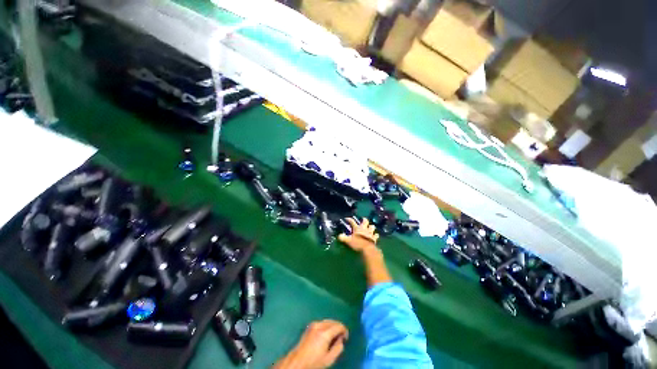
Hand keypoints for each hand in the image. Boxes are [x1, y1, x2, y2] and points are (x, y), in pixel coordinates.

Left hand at [275, 320, 348, 368]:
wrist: (297, 362)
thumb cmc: (314, 362)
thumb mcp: (329, 359)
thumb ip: (338, 348)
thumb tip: (341, 340)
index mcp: (325, 333)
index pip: (339, 326)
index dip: (344, 330)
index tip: (346, 338)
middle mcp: (319, 325)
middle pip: (333, 321)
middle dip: (338, 327)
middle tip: (341, 337)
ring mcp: (313, 324)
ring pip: (327, 321)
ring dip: (333, 326)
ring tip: (334, 336)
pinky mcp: (310, 326)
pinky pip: (322, 322)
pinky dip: (327, 326)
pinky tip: (326, 334)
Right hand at [338, 217, 378, 252]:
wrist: (368, 249)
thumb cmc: (357, 243)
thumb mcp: (348, 241)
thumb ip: (343, 238)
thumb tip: (339, 235)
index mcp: (357, 228)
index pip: (352, 222)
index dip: (349, 219)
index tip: (347, 218)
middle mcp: (364, 229)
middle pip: (365, 221)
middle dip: (364, 220)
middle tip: (363, 219)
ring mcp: (370, 233)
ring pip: (372, 227)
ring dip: (371, 227)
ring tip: (370, 227)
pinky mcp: (374, 238)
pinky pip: (376, 235)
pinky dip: (376, 235)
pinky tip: (376, 235)